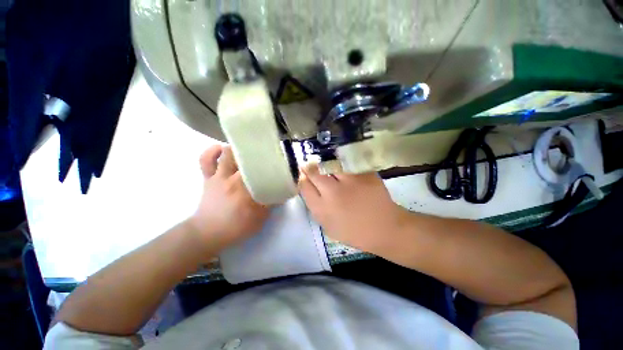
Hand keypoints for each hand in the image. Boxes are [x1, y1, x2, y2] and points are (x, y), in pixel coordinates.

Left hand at [188, 145, 269, 249]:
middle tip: (265, 154)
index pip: (261, 172)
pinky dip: (213, 151)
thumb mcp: (259, 220)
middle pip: (245, 158)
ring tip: (247, 150)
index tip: (279, 164)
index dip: (271, 165)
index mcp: (246, 190)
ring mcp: (218, 176)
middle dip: (257, 154)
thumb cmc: (235, 228)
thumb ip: (270, 204)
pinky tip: (221, 148)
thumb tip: (281, 193)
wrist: (207, 234)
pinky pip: (206, 159)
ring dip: (237, 150)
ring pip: (226, 154)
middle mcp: (232, 179)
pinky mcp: (208, 177)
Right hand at [298, 165, 410, 251]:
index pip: (305, 187)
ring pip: (330, 164)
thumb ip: (316, 208)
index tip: (303, 175)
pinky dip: (341, 163)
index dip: (302, 179)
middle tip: (310, 165)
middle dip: (309, 167)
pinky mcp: (364, 175)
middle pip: (314, 173)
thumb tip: (309, 189)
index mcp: (323, 209)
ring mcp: (350, 182)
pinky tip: (340, 165)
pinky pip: (347, 164)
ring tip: (324, 163)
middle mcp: (333, 193)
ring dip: (324, 163)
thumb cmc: (355, 232)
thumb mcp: (329, 227)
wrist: (384, 229)